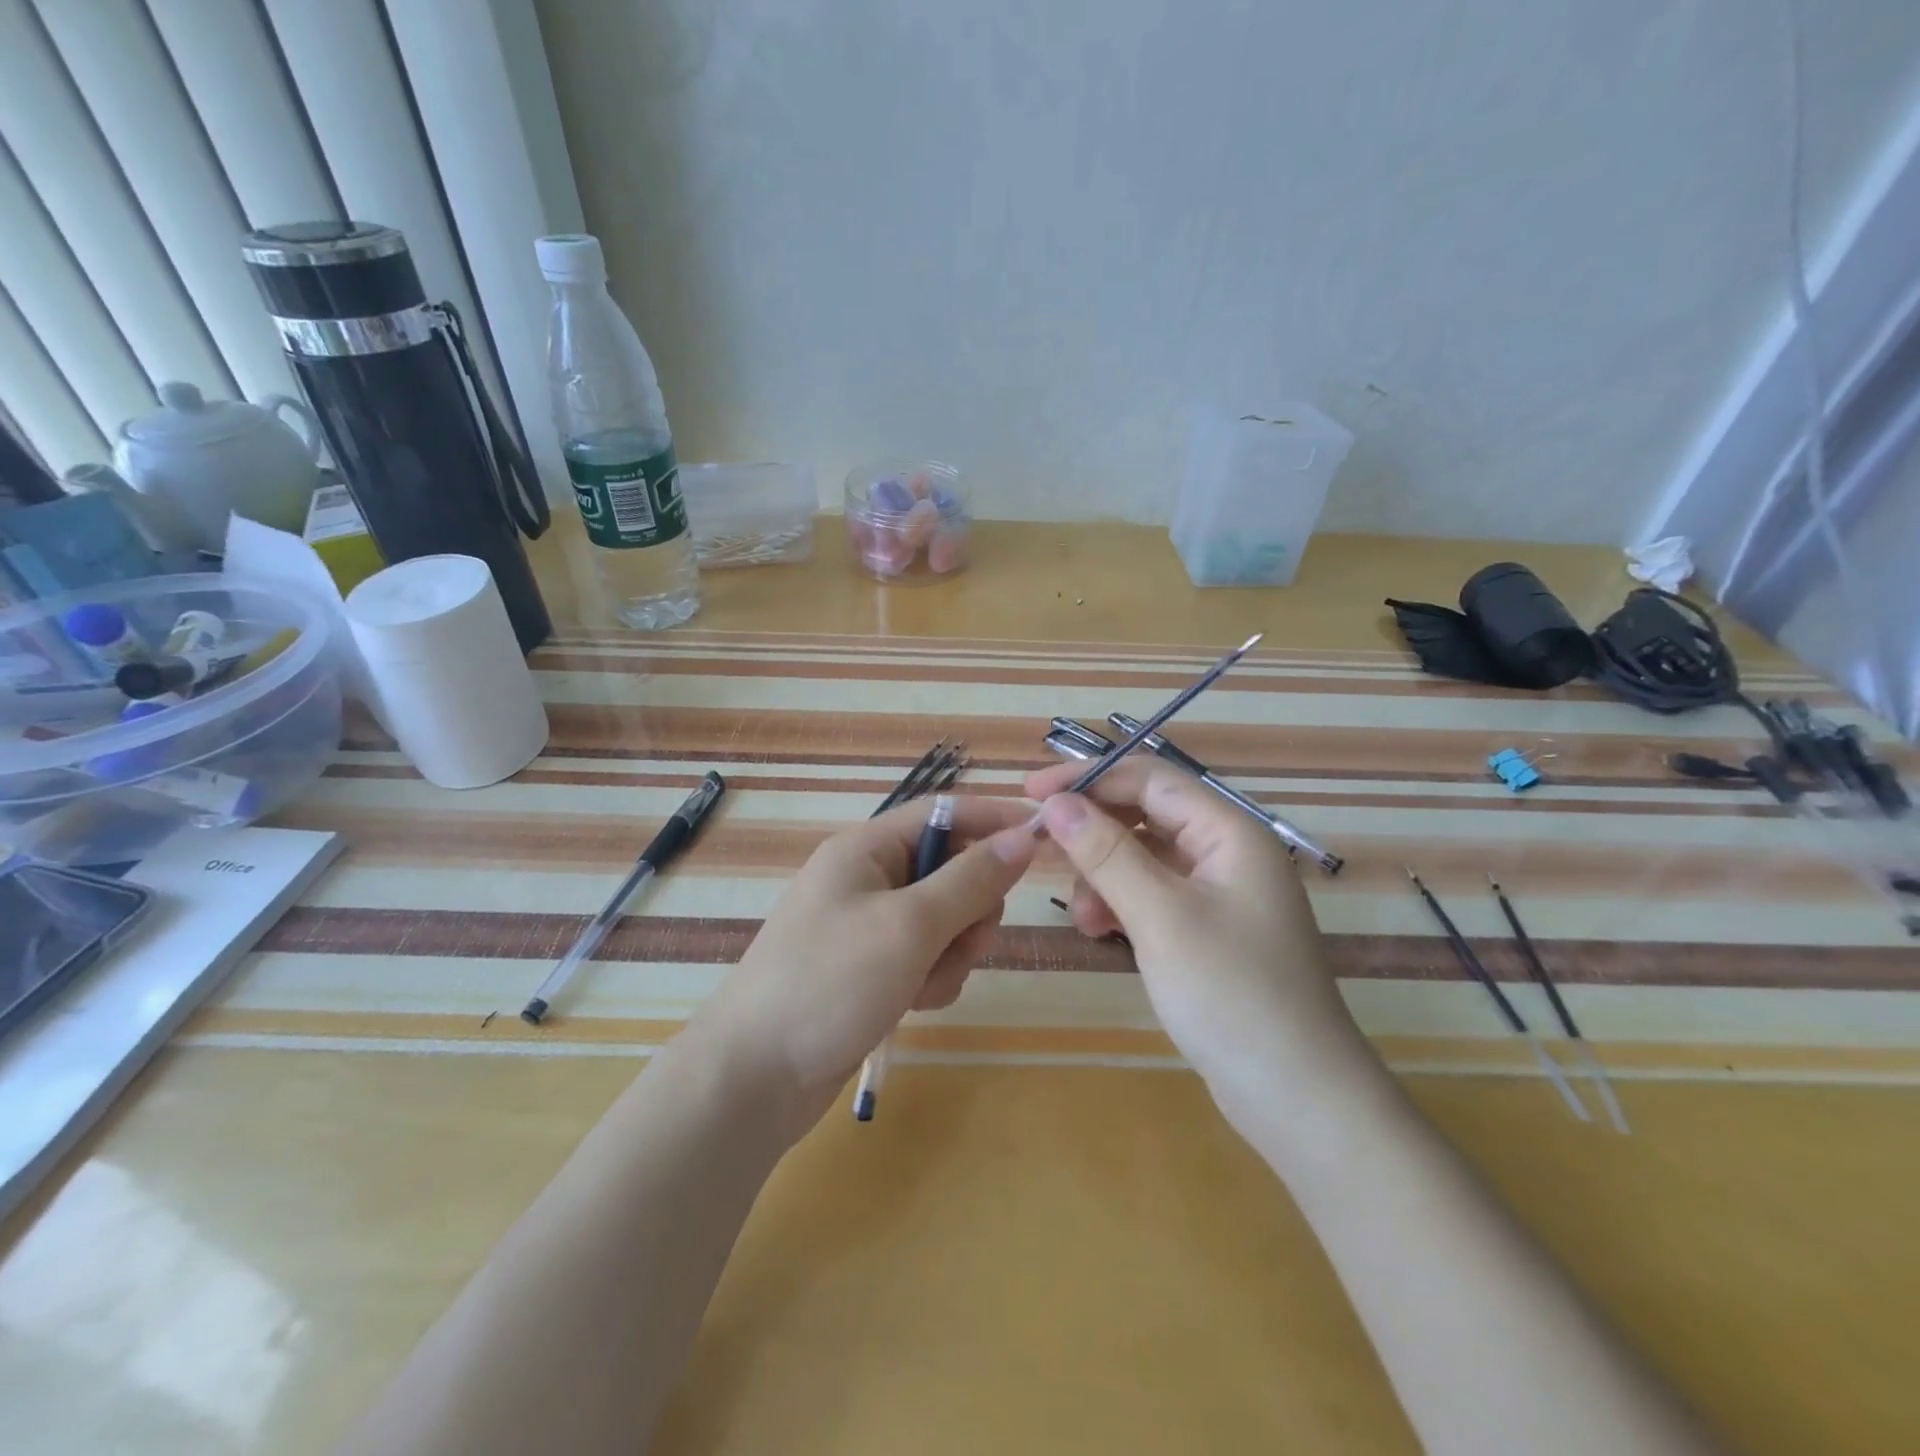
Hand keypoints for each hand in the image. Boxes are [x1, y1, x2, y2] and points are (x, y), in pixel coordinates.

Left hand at [700, 796, 1037, 1127]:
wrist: (754, 1077)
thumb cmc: (830, 982)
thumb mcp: (910, 925)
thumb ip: (972, 879)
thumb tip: (1023, 836)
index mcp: (866, 849)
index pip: (944, 813)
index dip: (994, 820)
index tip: (1044, 837)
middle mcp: (867, 879)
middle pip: (951, 871)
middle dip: (969, 910)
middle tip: (964, 943)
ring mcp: (867, 927)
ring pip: (944, 921)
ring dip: (951, 953)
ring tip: (925, 985)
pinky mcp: (869, 970)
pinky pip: (924, 958)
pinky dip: (931, 978)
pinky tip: (913, 1006)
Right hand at [1024, 758, 1367, 1125]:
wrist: (1297, 1098)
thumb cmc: (1231, 993)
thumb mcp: (1159, 917)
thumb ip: (1106, 853)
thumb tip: (1055, 802)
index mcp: (1230, 832)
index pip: (1150, 779)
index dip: (1088, 778)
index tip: (1031, 791)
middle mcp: (1227, 852)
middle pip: (1145, 816)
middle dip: (1093, 832)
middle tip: (1040, 849)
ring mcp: (1219, 894)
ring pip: (1144, 858)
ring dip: (1104, 876)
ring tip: (1083, 918)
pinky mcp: (1208, 931)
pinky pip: (1153, 896)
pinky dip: (1122, 905)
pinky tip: (1101, 932)